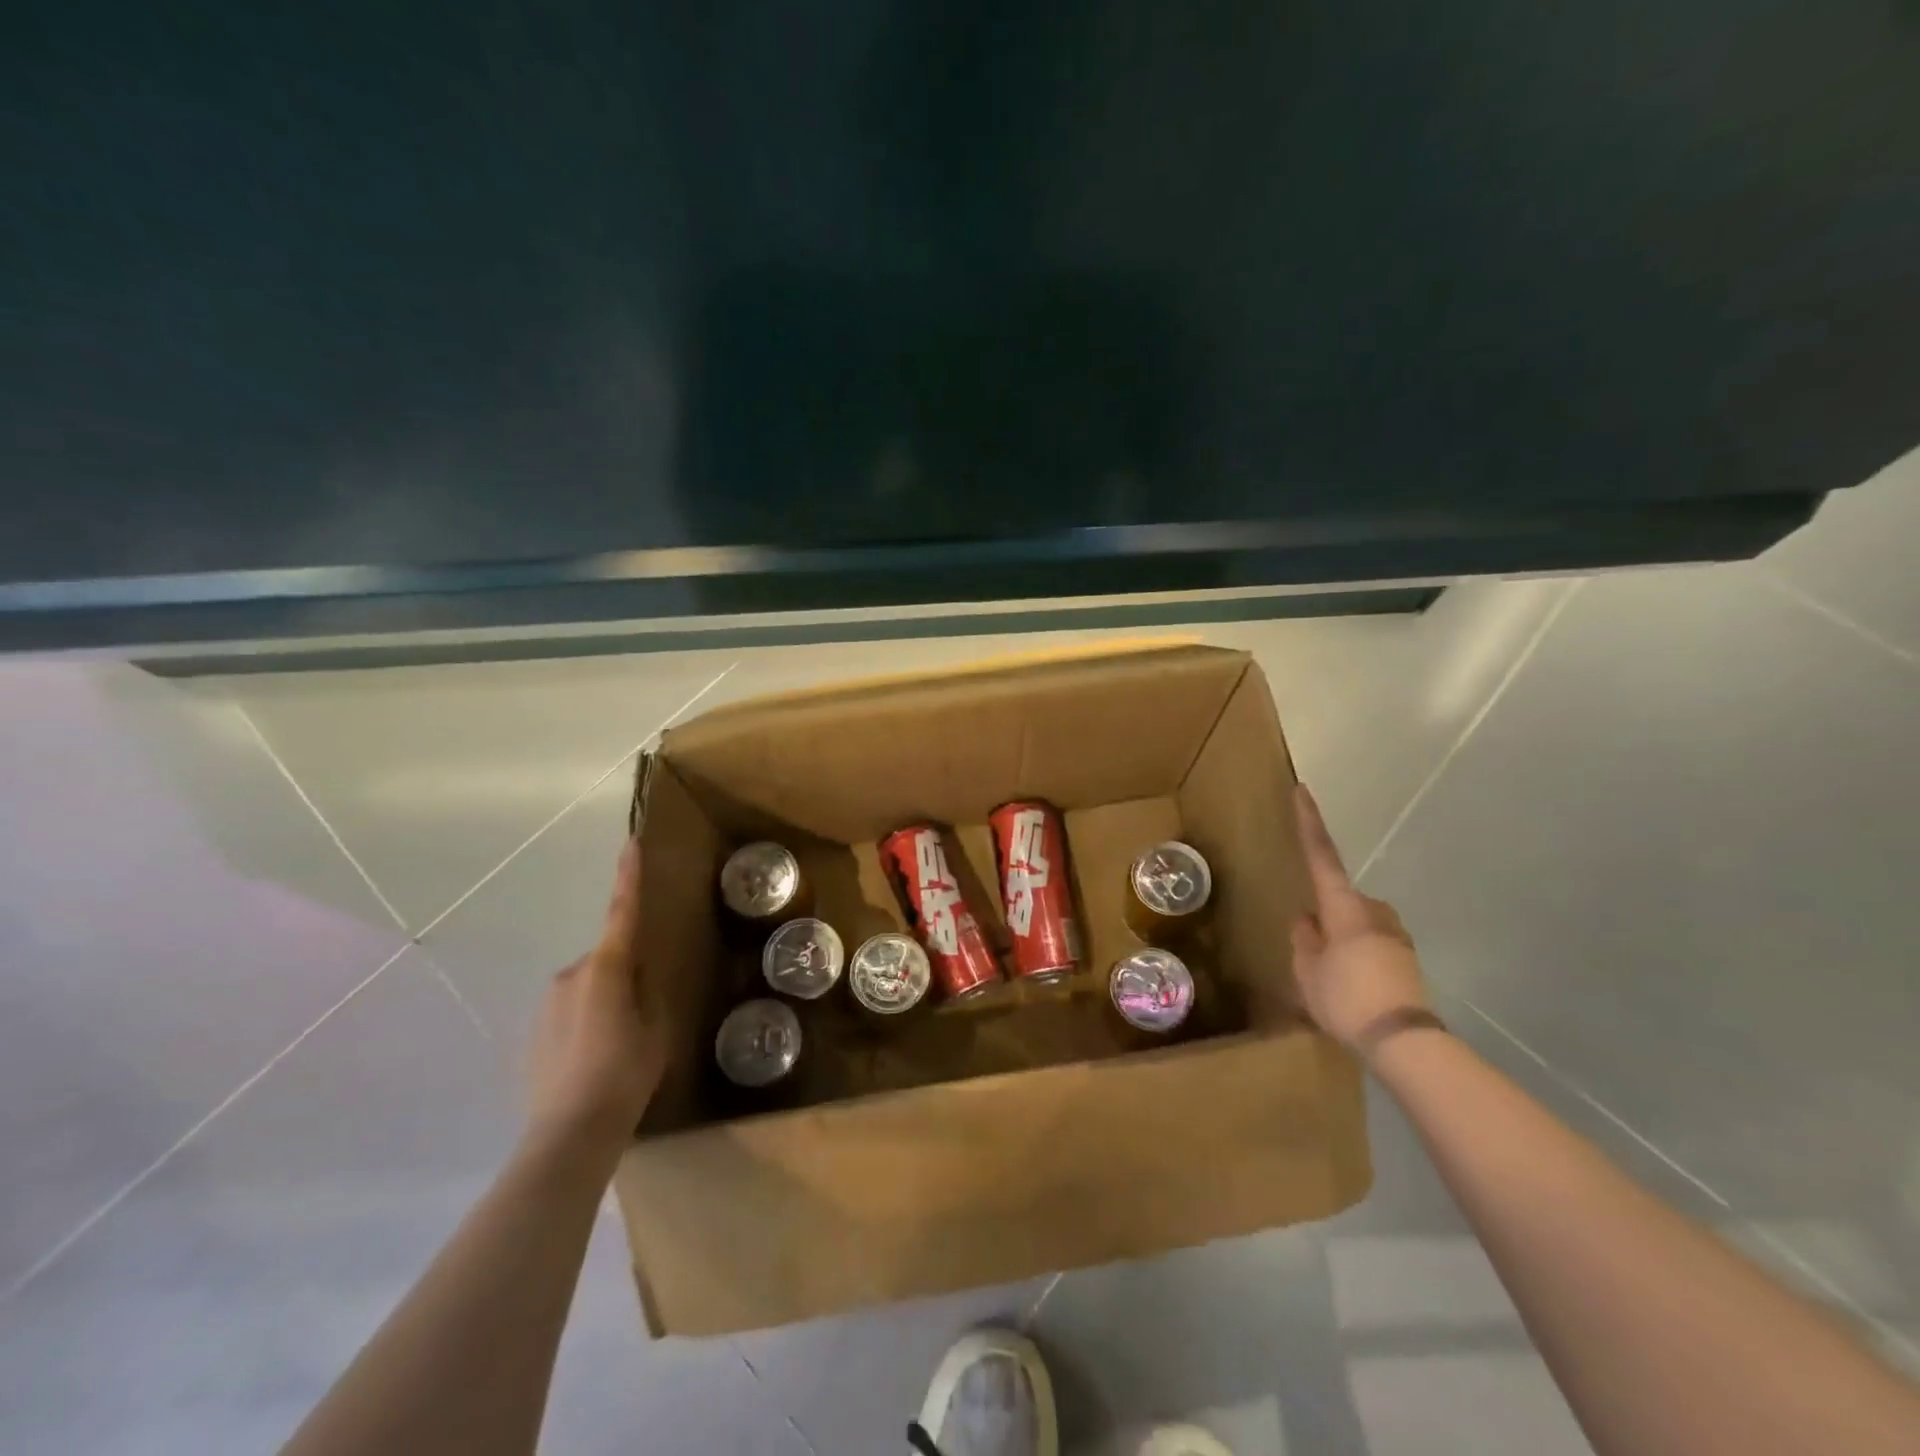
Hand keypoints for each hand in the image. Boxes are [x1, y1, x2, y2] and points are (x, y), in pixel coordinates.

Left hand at [525, 838, 665, 1157]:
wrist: (569, 1133)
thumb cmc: (625, 1074)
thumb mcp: (656, 1029)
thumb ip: (647, 993)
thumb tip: (637, 978)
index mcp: (606, 968)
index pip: (622, 912)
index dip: (628, 876)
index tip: (630, 842)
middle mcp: (570, 975)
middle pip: (607, 960)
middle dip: (624, 975)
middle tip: (643, 1014)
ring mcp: (546, 1004)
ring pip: (587, 988)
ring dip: (604, 1003)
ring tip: (619, 1046)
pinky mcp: (531, 1033)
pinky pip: (568, 1013)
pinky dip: (584, 1025)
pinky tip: (594, 1061)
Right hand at [1288, 784, 1430, 1053]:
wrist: (1404, 1042)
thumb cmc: (1346, 998)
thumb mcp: (1307, 971)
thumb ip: (1304, 941)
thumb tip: (1307, 921)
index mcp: (1343, 908)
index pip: (1321, 856)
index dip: (1310, 822)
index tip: (1303, 790)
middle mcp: (1373, 912)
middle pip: (1341, 900)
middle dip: (1326, 917)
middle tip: (1312, 952)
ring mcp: (1395, 935)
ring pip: (1357, 925)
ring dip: (1343, 941)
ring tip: (1332, 980)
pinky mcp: (1407, 959)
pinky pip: (1372, 947)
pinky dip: (1359, 959)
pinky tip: (1352, 991)